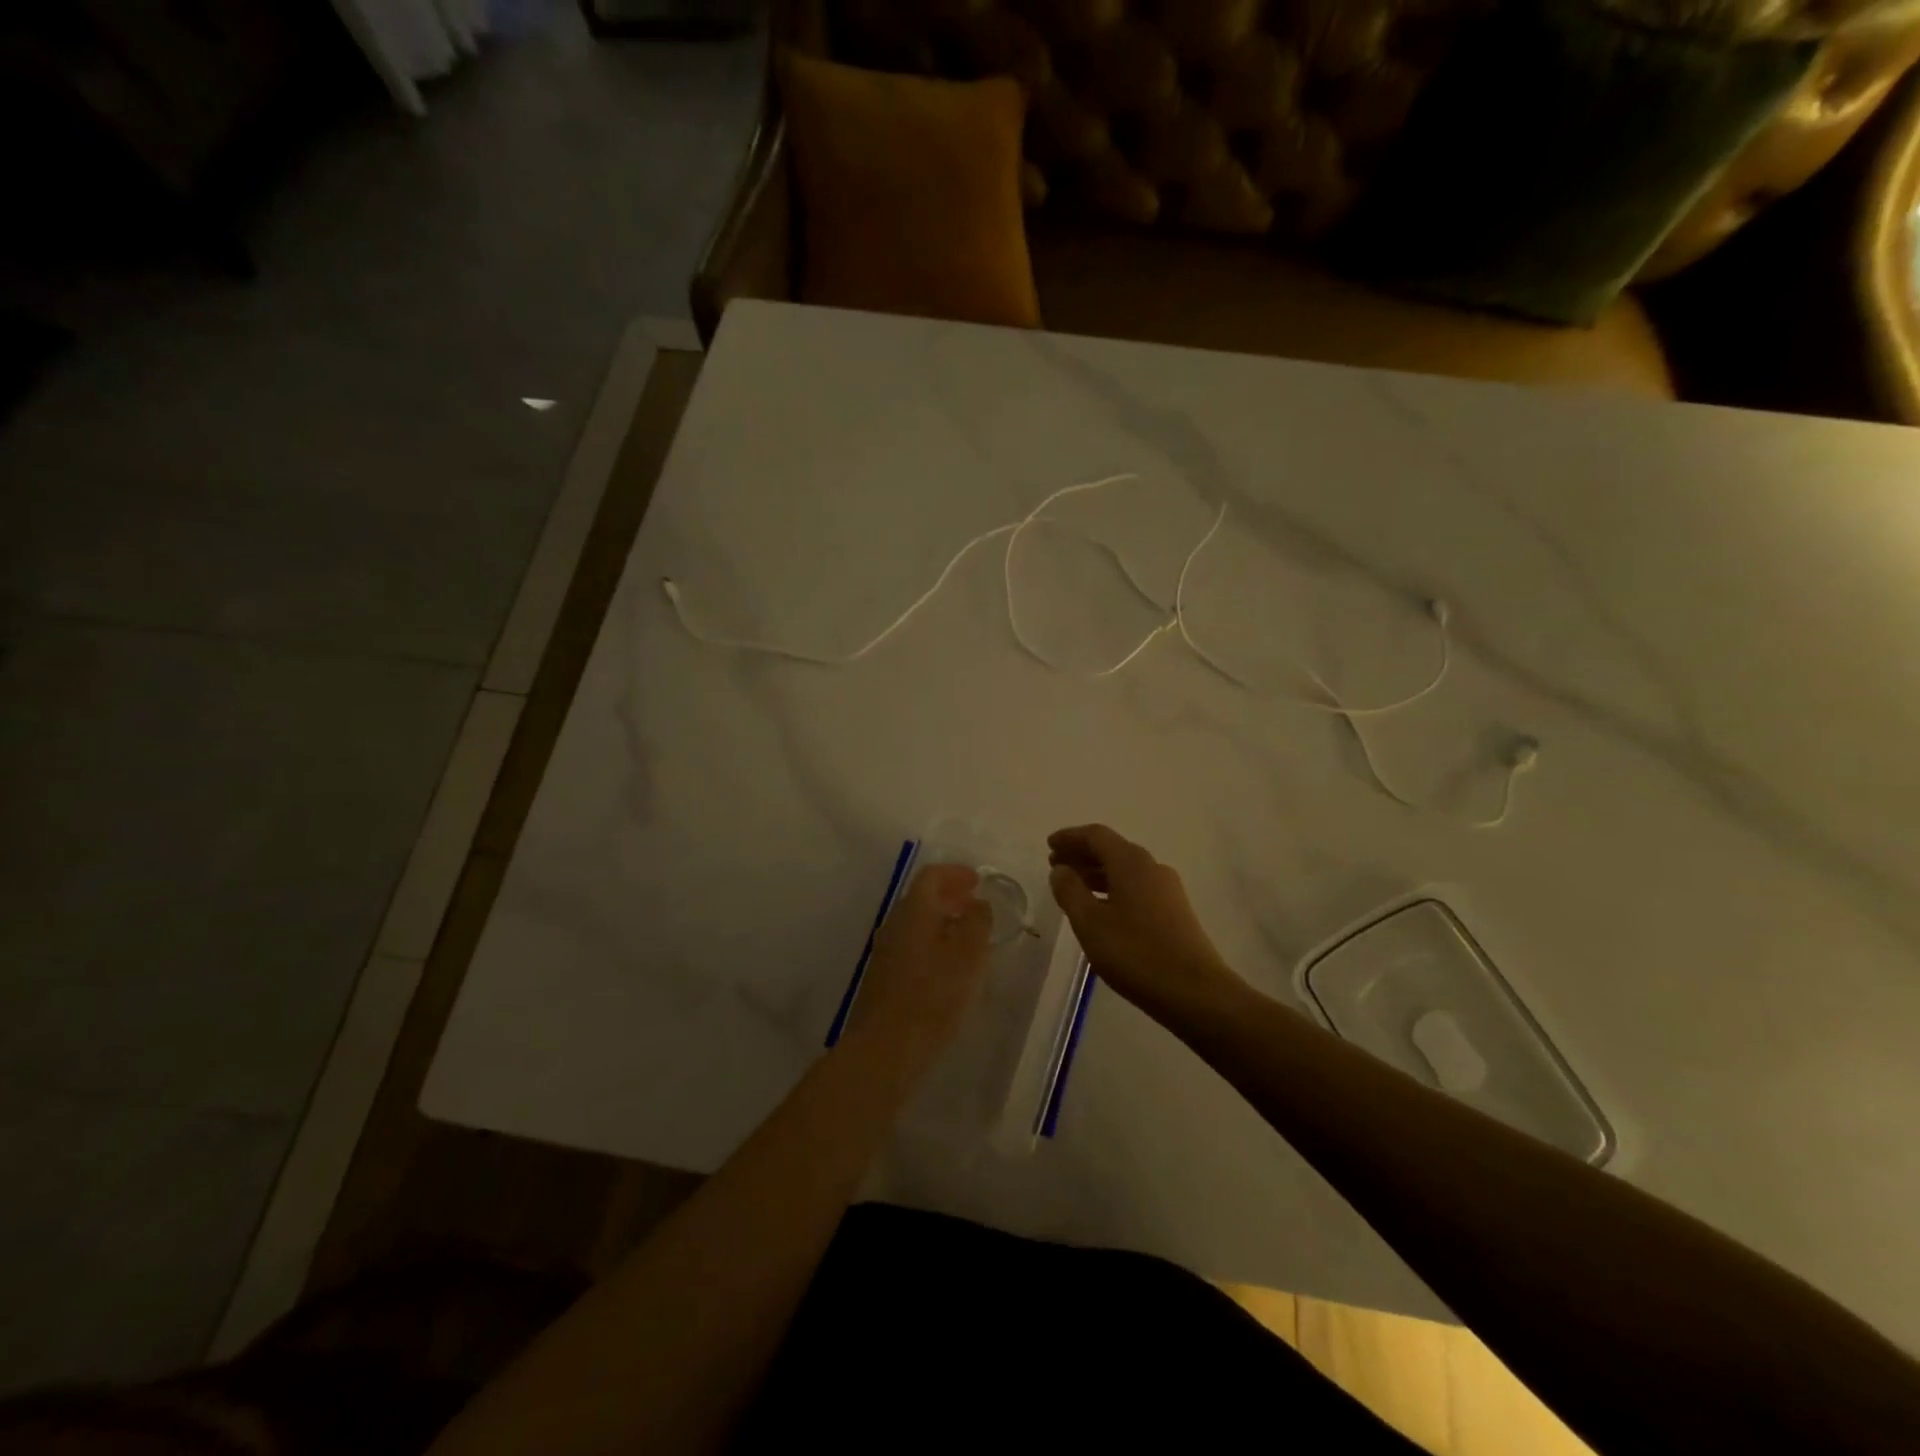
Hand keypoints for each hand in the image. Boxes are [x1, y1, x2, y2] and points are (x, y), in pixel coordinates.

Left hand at [850, 863, 993, 1060]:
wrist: (885, 1047)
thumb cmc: (933, 996)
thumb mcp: (969, 956)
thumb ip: (977, 923)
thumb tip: (978, 903)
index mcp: (914, 910)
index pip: (932, 876)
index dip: (956, 873)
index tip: (977, 881)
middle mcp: (895, 923)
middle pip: (921, 897)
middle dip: (950, 895)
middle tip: (975, 903)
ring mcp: (885, 950)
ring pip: (916, 922)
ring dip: (941, 920)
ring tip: (967, 935)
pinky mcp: (883, 976)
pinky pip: (911, 944)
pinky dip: (932, 941)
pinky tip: (948, 964)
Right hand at [1047, 825, 1244, 1019]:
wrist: (1195, 992)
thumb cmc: (1135, 953)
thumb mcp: (1090, 923)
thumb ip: (1070, 891)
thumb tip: (1061, 870)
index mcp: (1131, 862)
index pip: (1096, 835)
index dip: (1070, 837)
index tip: (1049, 845)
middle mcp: (1152, 867)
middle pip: (1112, 849)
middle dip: (1081, 854)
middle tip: (1055, 865)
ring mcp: (1167, 889)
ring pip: (1125, 870)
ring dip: (1096, 873)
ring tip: (1073, 887)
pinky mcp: (1175, 911)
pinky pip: (1136, 887)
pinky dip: (1113, 888)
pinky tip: (1101, 909)